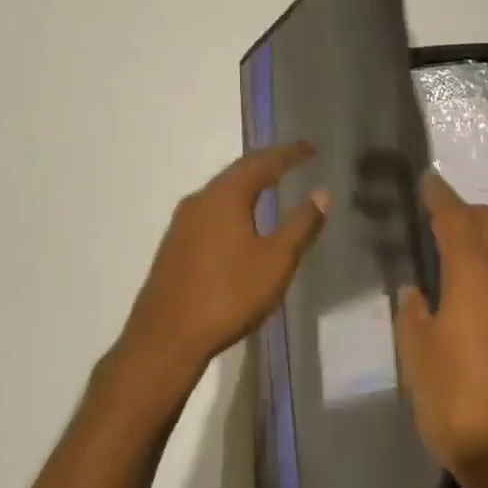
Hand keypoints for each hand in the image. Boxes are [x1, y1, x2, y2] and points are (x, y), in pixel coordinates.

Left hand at [118, 143, 329, 398]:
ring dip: (247, 184)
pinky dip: (232, 205)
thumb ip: (301, 225)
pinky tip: (239, 221)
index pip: (262, 162)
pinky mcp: (174, 246)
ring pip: (221, 192)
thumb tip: (321, 193)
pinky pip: (210, 211)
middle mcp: (200, 200)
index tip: (311, 148)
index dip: (289, 154)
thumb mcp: (276, 261)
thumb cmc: (228, 295)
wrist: (165, 339)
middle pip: (238, 172)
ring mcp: (182, 224)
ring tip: (270, 185)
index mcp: (225, 196)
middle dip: (267, 163)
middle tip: (293, 160)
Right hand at [395, 173, 487, 487]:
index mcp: (475, 279)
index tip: (428, 180)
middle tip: (437, 211)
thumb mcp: (419, 359)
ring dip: (481, 239)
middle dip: (465, 211)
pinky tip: (470, 289)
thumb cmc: (459, 402)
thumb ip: (413, 317)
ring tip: (450, 248)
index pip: (457, 221)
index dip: (441, 197)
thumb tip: (416, 293)